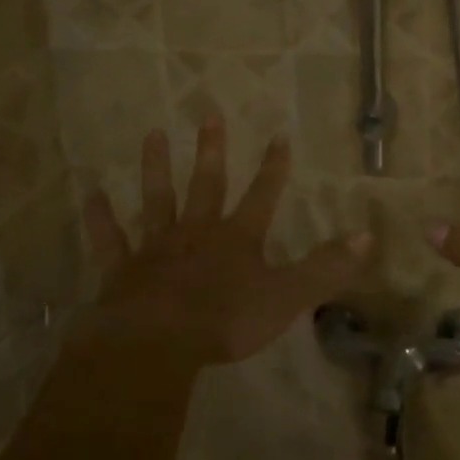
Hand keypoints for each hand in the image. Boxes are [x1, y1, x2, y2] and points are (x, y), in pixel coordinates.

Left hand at [83, 117, 367, 369]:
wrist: (157, 345)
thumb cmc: (226, 321)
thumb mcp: (287, 296)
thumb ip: (326, 267)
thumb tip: (368, 235)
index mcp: (238, 238)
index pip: (262, 195)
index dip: (273, 167)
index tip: (278, 135)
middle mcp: (198, 232)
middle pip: (207, 184)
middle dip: (212, 150)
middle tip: (209, 114)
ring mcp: (157, 248)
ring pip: (158, 199)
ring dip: (156, 167)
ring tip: (152, 134)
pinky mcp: (122, 270)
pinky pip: (110, 239)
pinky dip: (100, 217)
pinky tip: (90, 193)